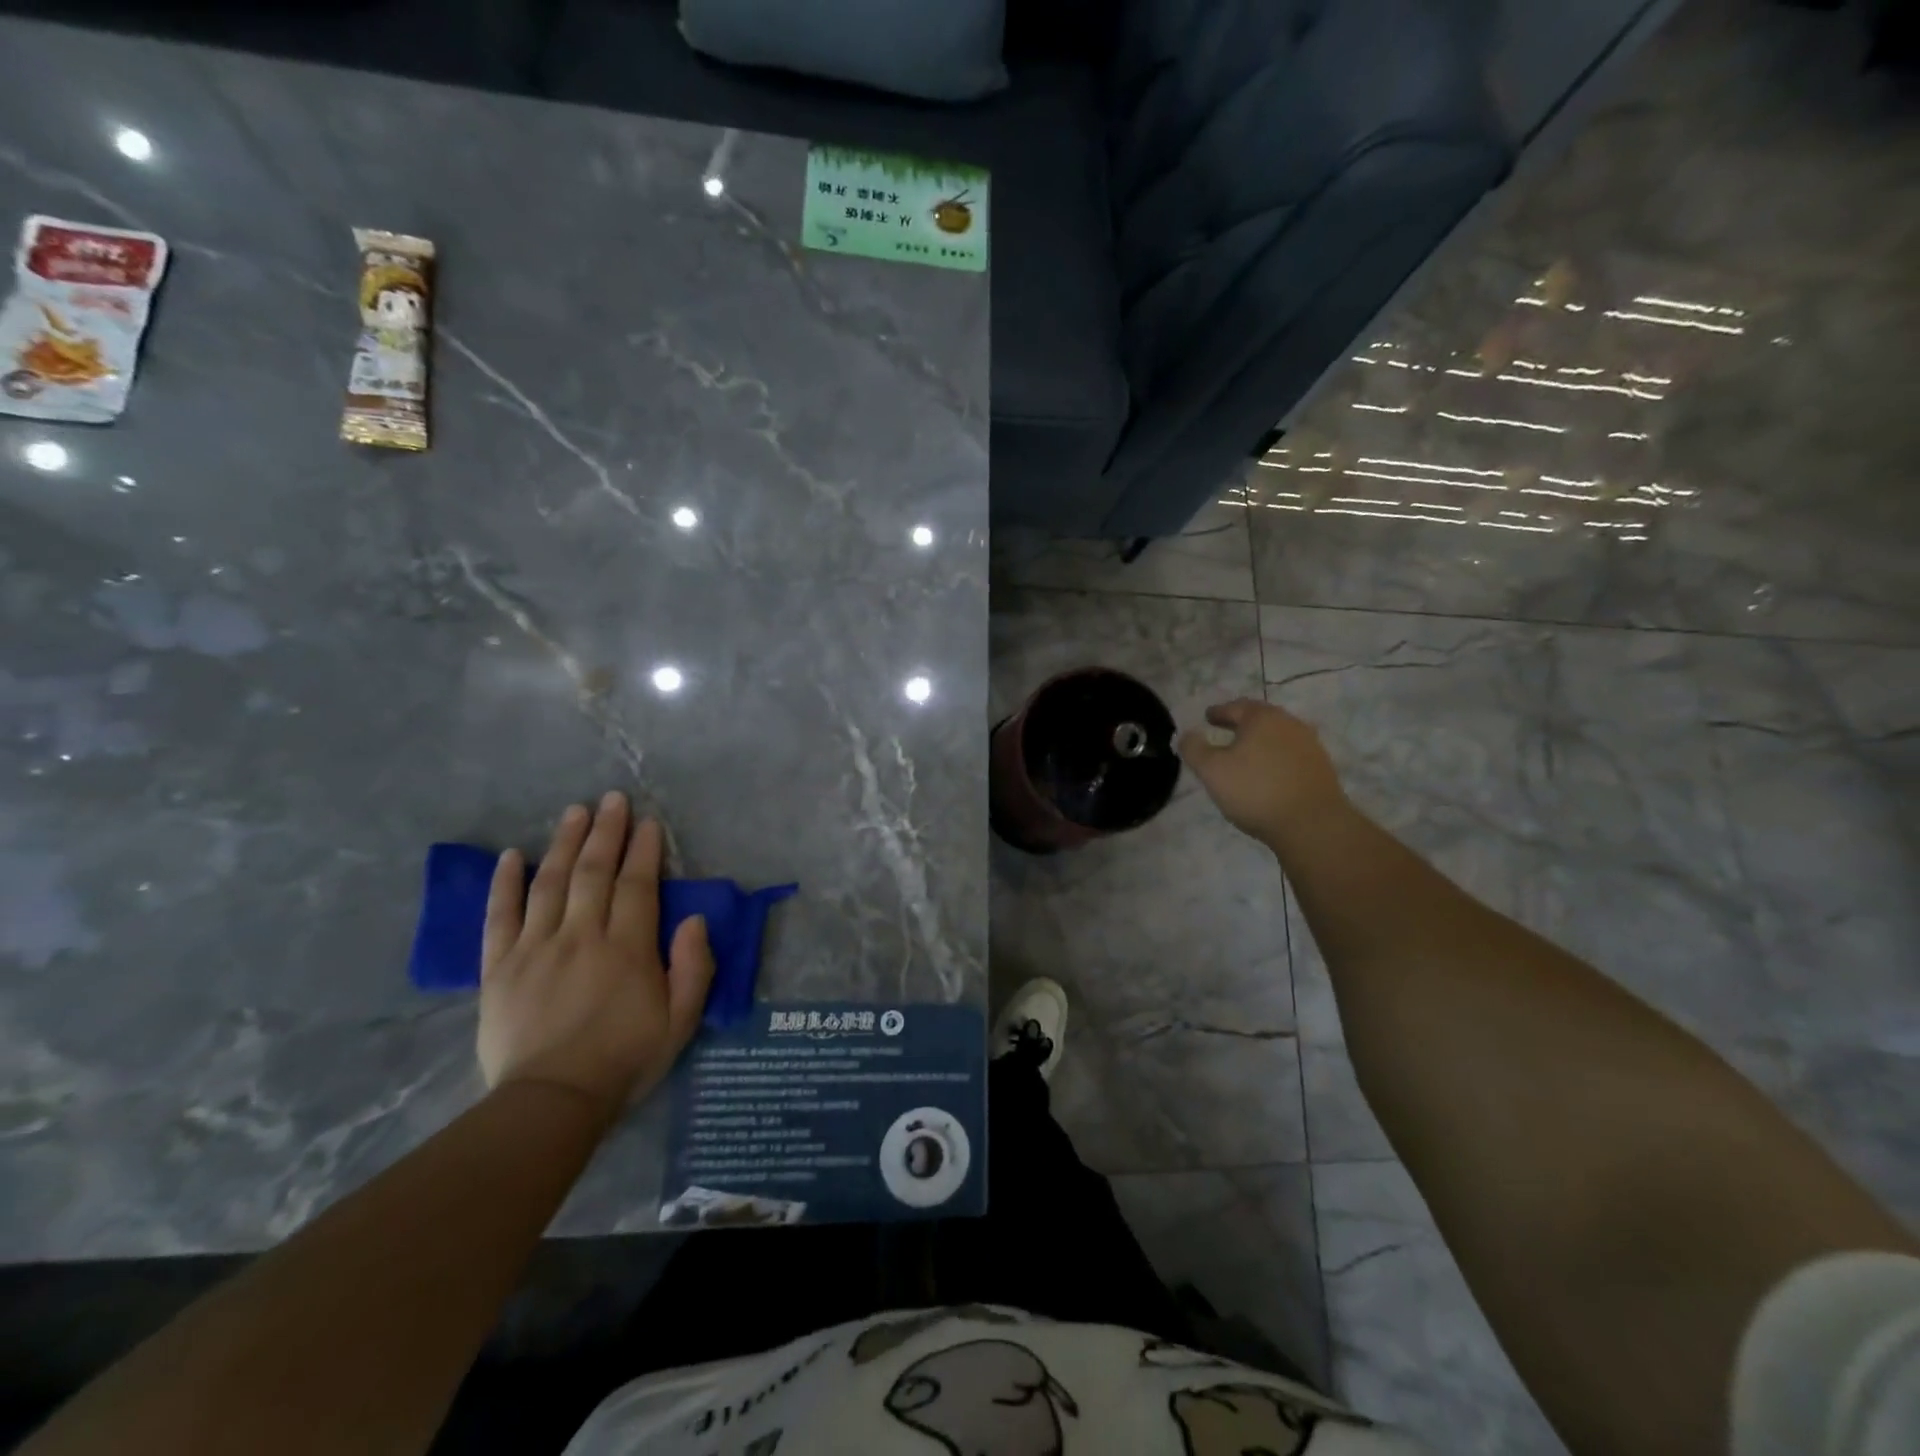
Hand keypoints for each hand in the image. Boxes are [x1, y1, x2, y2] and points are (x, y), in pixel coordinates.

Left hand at [477, 792, 714, 1117]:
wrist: (552, 1102)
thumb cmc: (625, 1060)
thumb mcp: (681, 1020)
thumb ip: (694, 966)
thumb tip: (695, 919)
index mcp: (627, 947)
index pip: (637, 884)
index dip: (644, 850)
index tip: (648, 823)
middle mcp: (581, 935)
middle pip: (594, 872)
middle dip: (606, 832)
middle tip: (612, 799)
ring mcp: (536, 947)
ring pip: (550, 883)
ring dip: (563, 843)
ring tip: (574, 811)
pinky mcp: (500, 967)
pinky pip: (500, 916)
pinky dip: (504, 883)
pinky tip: (511, 856)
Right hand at [1177, 699, 1348, 847]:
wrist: (1312, 824)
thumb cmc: (1255, 791)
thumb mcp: (1212, 770)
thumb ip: (1194, 749)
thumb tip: (1187, 734)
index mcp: (1261, 718)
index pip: (1234, 707)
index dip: (1218, 712)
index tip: (1207, 717)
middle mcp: (1289, 723)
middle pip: (1260, 718)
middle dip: (1241, 723)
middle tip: (1225, 731)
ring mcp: (1309, 744)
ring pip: (1277, 735)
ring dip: (1260, 741)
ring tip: (1246, 754)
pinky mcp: (1321, 767)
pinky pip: (1291, 754)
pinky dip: (1275, 757)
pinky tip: (1268, 773)